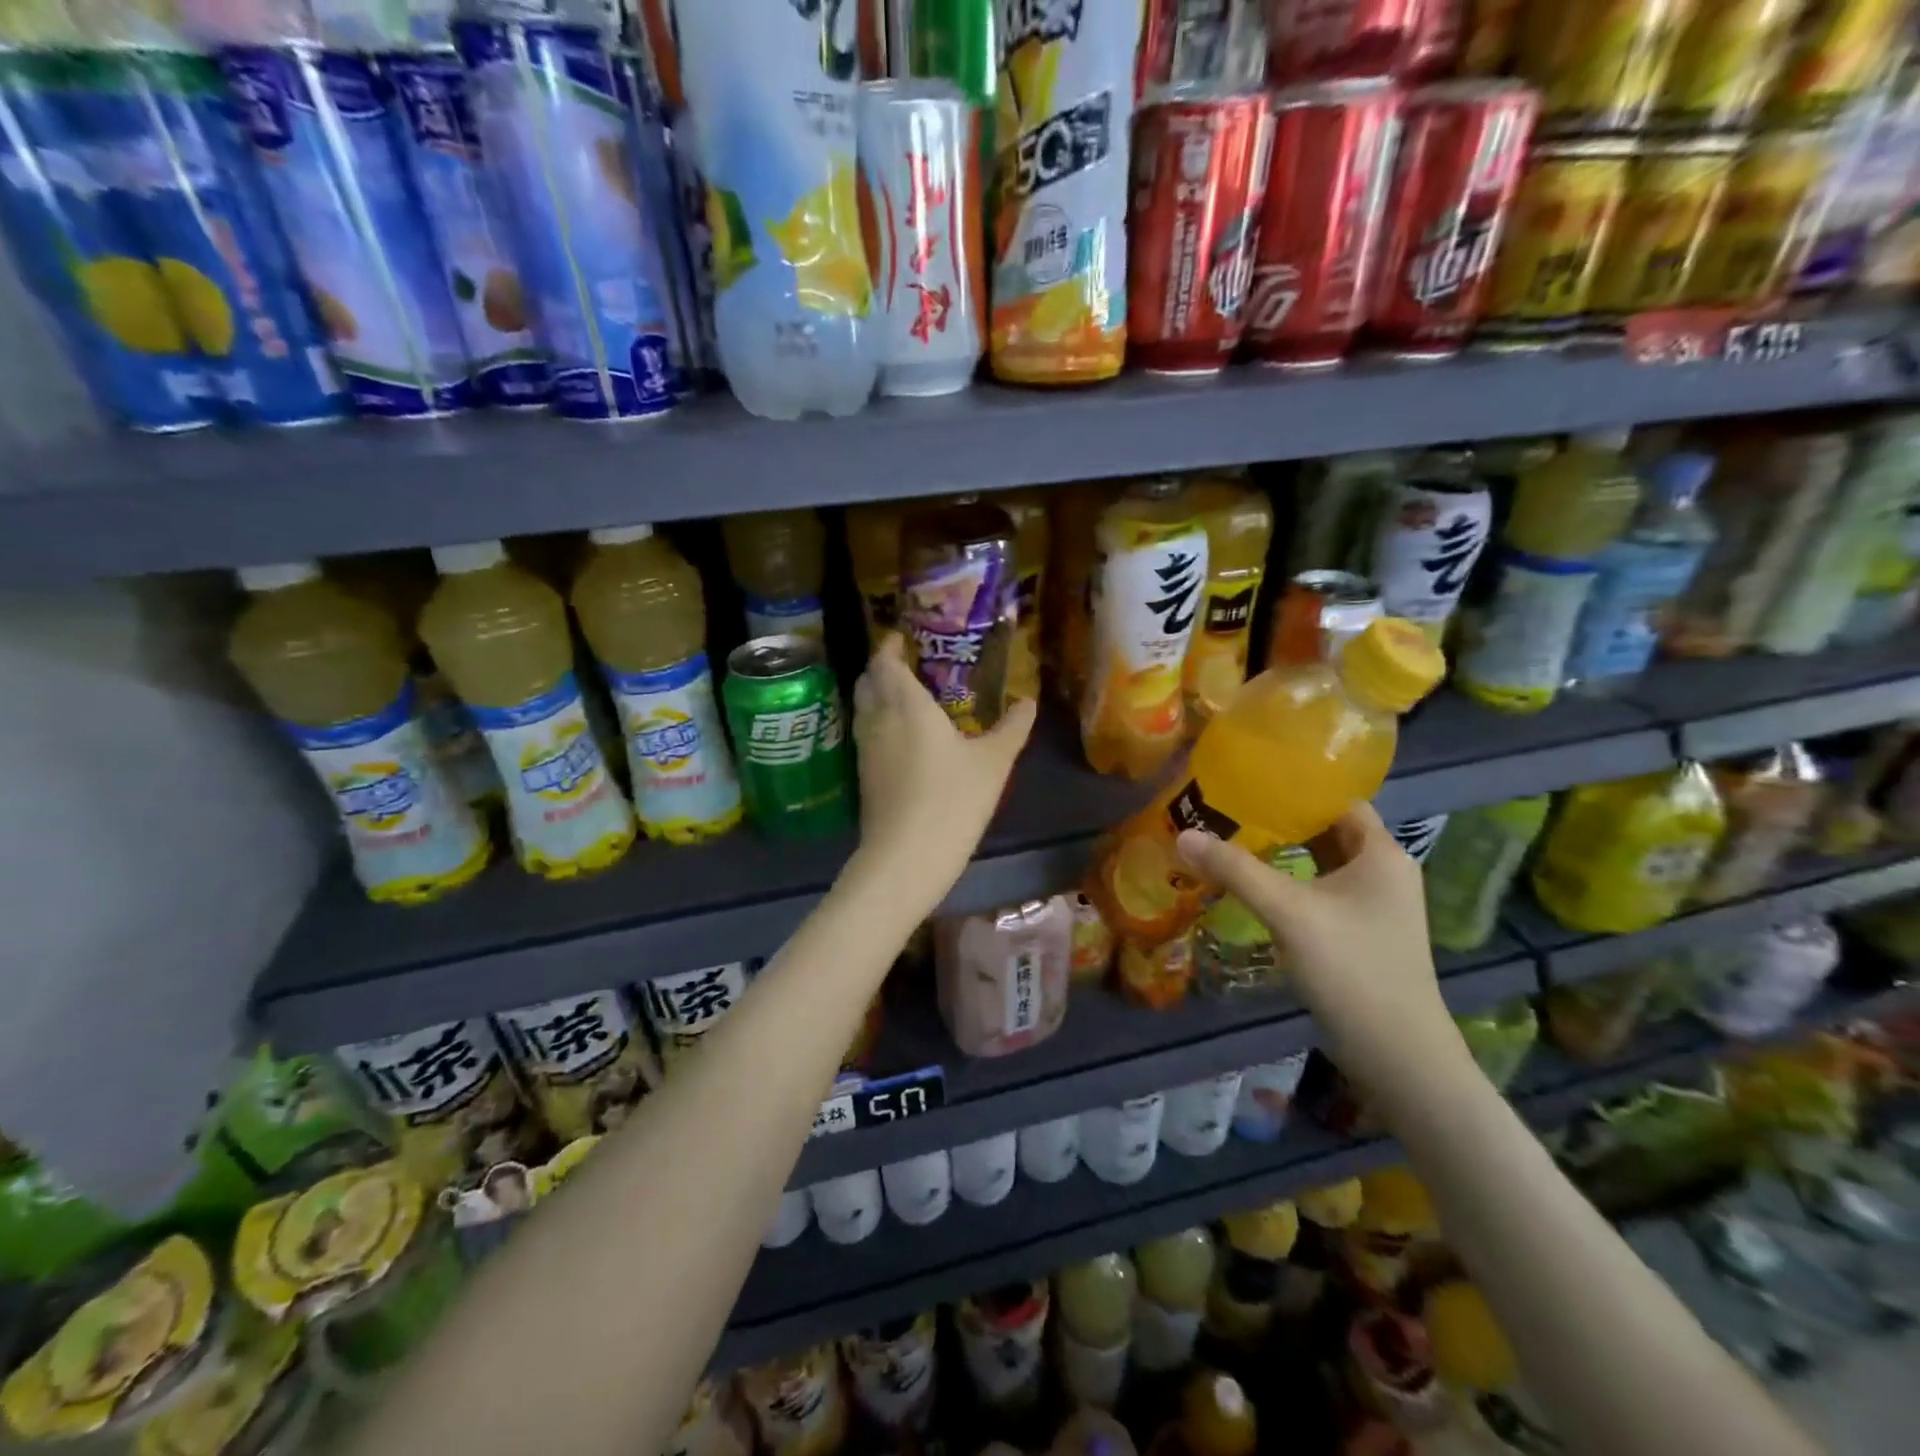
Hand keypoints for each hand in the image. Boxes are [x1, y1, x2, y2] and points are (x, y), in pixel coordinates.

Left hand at [850, 635, 1035, 915]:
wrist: (906, 858)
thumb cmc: (952, 800)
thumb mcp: (994, 762)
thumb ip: (1012, 728)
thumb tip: (1028, 702)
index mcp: (906, 705)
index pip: (885, 662)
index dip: (889, 646)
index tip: (902, 638)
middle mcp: (878, 720)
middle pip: (867, 681)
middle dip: (882, 668)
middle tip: (907, 665)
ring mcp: (865, 750)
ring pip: (863, 709)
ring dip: (877, 696)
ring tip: (906, 698)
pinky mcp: (863, 777)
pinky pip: (866, 734)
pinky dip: (878, 723)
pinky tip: (902, 738)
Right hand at [1176, 805, 1468, 1093]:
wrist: (1398, 1056)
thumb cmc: (1352, 970)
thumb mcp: (1289, 913)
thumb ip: (1236, 871)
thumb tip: (1183, 835)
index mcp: (1382, 854)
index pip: (1339, 800)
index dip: (1297, 786)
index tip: (1249, 778)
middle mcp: (1385, 871)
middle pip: (1328, 829)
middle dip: (1281, 819)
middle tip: (1230, 807)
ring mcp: (1375, 905)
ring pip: (1323, 862)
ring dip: (1284, 851)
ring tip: (1233, 837)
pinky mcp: (1361, 932)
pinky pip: (1321, 890)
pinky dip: (1291, 880)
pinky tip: (1256, 885)